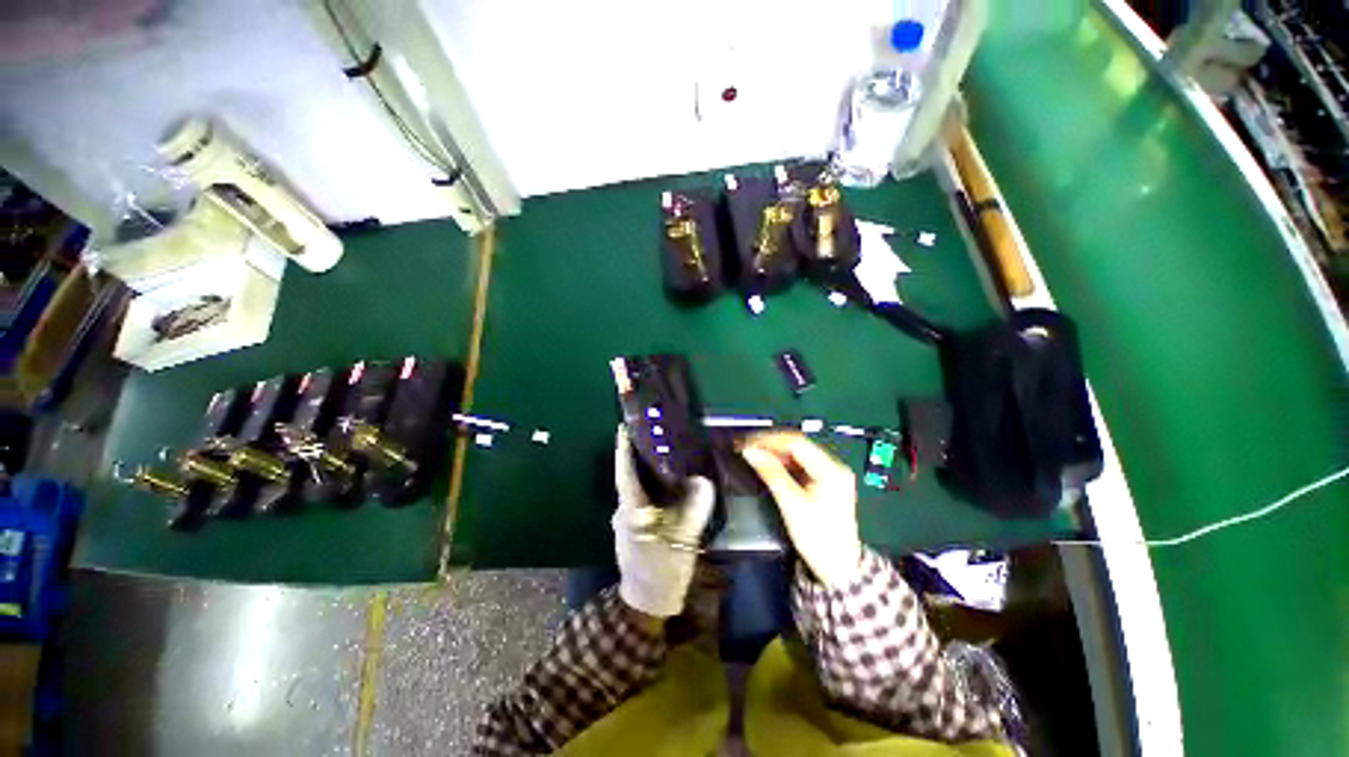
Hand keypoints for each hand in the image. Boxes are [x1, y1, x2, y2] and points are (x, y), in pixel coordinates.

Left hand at [612, 427, 715, 617]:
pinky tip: (665, 481)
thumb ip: (695, 508)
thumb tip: (703, 479)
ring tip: (661, 451)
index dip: (624, 448)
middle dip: (637, 454)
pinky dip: (648, 484)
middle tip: (654, 433)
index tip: (625, 426)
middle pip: (628, 476)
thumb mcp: (684, 540)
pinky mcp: (632, 527)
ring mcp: (626, 520)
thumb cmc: (663, 570)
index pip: (625, 472)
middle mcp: (623, 511)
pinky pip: (639, 497)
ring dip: (643, 469)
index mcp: (631, 510)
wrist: (648, 603)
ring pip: (634, 487)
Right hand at [741, 431, 862, 589]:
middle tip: (746, 447)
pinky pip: (801, 464)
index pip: (796, 443)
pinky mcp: (826, 482)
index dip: (769, 440)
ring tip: (754, 454)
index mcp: (831, 470)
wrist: (839, 569)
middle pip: (798, 445)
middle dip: (771, 444)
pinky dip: (783, 462)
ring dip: (775, 452)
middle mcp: (834, 467)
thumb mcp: (791, 505)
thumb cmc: (817, 538)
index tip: (746, 443)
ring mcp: (831, 474)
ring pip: (798, 453)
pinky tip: (769, 464)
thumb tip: (750, 452)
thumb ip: (771, 474)